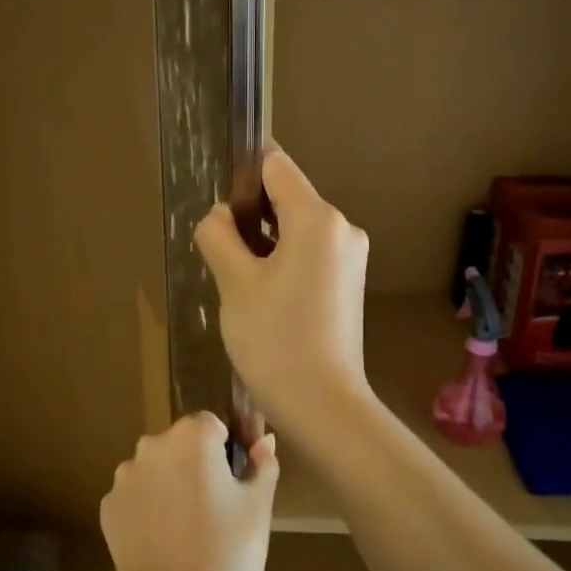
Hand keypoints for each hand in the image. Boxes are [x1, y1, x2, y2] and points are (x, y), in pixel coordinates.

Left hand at [100, 412, 276, 570]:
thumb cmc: (229, 554)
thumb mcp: (258, 507)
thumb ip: (262, 465)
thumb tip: (263, 441)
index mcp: (191, 438)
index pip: (210, 425)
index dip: (225, 450)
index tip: (236, 482)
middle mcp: (152, 447)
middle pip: (179, 445)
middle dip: (195, 466)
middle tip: (216, 509)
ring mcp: (125, 479)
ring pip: (155, 470)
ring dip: (169, 486)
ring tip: (188, 530)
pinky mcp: (108, 509)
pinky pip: (135, 498)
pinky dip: (148, 511)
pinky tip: (164, 543)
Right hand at [195, 147, 371, 437]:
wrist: (322, 404)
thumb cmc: (274, 339)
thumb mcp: (234, 282)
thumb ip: (219, 235)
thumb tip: (221, 216)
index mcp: (318, 218)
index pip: (276, 166)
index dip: (243, 175)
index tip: (219, 209)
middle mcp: (343, 228)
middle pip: (287, 198)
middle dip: (251, 217)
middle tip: (224, 259)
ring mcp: (350, 257)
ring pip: (296, 229)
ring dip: (264, 244)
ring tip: (240, 285)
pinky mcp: (349, 283)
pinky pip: (310, 254)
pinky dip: (283, 263)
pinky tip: (264, 299)